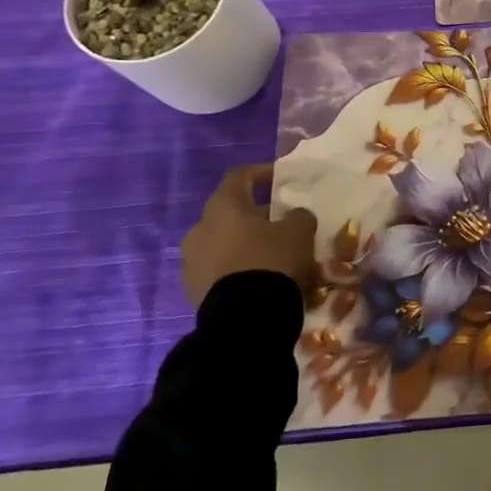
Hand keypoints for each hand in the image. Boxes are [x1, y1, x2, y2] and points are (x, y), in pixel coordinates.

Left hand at [180, 164, 315, 308]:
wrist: (244, 318)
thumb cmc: (271, 260)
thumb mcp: (299, 231)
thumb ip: (298, 216)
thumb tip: (294, 216)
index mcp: (223, 207)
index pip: (239, 176)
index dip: (261, 172)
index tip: (279, 178)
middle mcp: (199, 229)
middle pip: (230, 212)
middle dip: (256, 215)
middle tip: (281, 224)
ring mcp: (191, 261)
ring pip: (222, 242)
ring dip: (244, 243)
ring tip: (271, 255)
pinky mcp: (192, 290)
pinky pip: (218, 269)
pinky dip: (236, 267)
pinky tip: (258, 278)